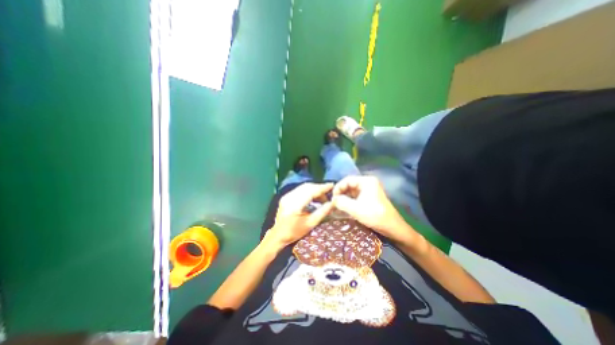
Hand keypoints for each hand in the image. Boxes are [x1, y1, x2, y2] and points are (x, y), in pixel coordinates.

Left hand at [264, 183, 330, 247]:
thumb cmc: (294, 232)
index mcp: (295, 204)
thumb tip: (332, 203)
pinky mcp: (286, 197)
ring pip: (303, 187)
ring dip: (314, 189)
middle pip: (307, 187)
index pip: (311, 191)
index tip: (332, 185)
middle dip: (319, 188)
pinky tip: (313, 197)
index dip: (322, 188)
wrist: (277, 236)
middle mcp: (290, 197)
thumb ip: (322, 212)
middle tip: (328, 194)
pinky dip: (308, 191)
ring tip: (322, 197)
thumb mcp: (310, 224)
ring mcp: (287, 196)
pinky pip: (299, 190)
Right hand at [332, 176, 417, 243]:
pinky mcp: (370, 197)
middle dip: (341, 193)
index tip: (332, 198)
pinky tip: (345, 208)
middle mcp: (368, 183)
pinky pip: (356, 196)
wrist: (393, 227)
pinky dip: (350, 201)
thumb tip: (332, 199)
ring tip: (338, 206)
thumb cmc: (375, 215)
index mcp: (366, 181)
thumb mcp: (355, 209)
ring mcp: (369, 190)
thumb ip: (341, 202)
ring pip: (352, 191)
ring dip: (345, 198)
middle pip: (349, 185)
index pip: (347, 180)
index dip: (338, 187)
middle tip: (334, 202)